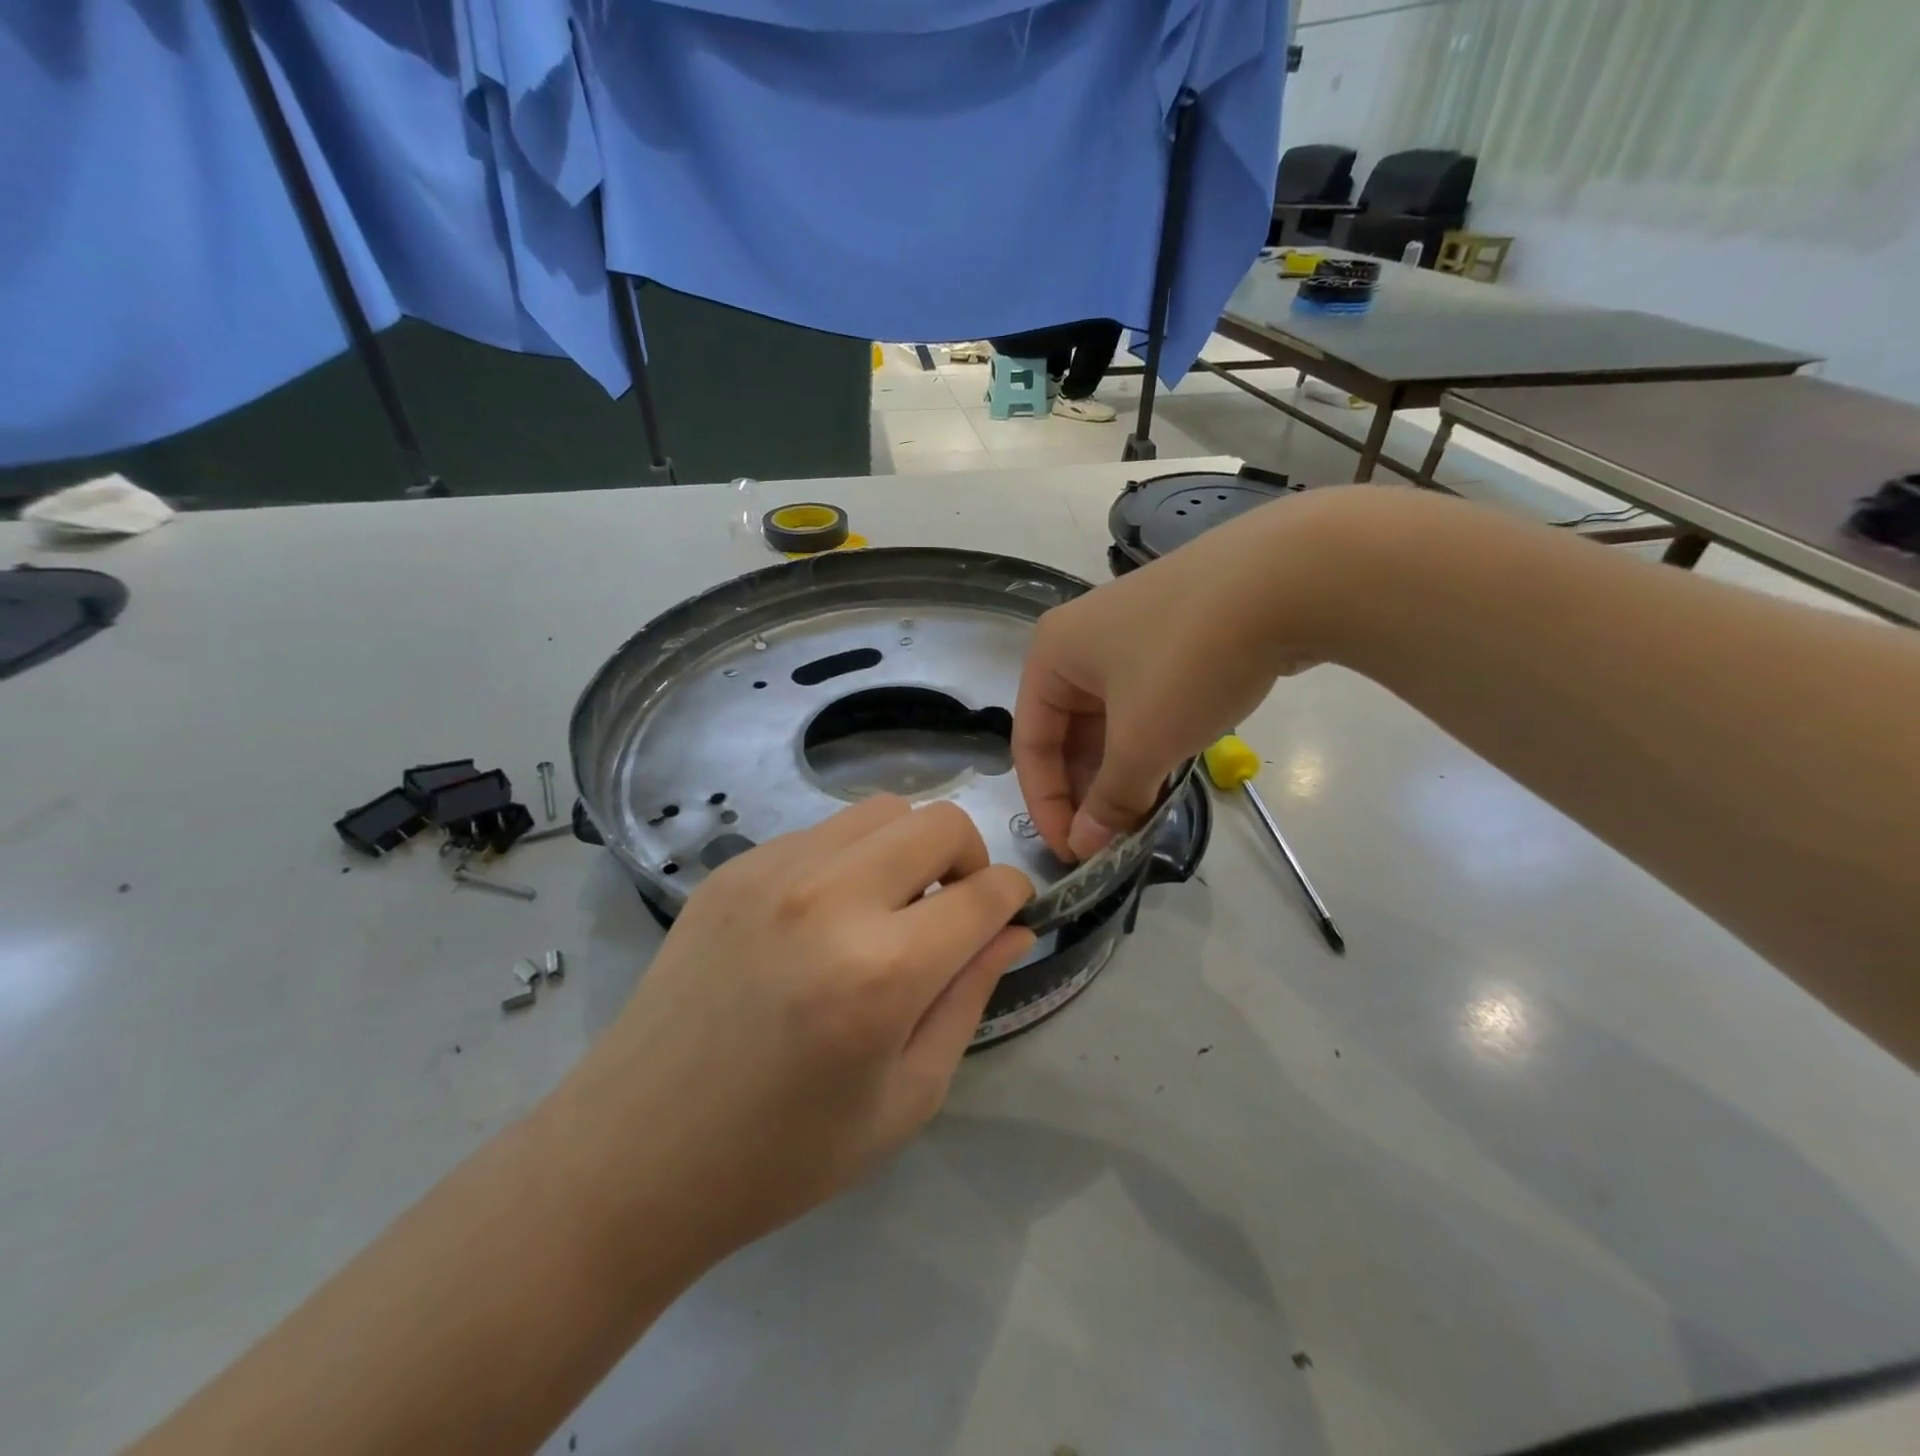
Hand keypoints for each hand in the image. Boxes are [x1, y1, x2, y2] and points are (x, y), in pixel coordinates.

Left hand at [565, 795, 1034, 1262]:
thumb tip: (1012, 930)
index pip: (983, 893)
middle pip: (938, 822)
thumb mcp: (905, 1098)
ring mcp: (772, 873)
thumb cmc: (782, 1154)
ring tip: (891, 908)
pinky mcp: (733, 870)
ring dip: (908, 848)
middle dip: (969, 857)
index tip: (1010, 914)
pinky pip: (820, 832)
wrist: (633, 1155)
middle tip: (952, 910)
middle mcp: (829, 899)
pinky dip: (850, 857)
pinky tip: (827, 915)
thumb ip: (968, 998)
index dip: (1013, 896)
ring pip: (880, 811)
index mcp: (881, 972)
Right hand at [1013, 492, 1346, 860]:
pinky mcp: (1177, 636)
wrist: (1289, 577)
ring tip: (1141, 817)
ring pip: (1110, 720)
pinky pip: (1145, 703)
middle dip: (1087, 790)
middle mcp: (1082, 640)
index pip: (1031, 743)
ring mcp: (1133, 634)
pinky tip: (1168, 776)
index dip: (1046, 804)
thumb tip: (1087, 845)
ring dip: (1121, 771)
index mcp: (1053, 654)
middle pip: (1068, 732)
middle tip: (1110, 841)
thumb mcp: (1143, 741)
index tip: (1072, 853)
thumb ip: (1110, 798)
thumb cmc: (1189, 661)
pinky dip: (1150, 743)